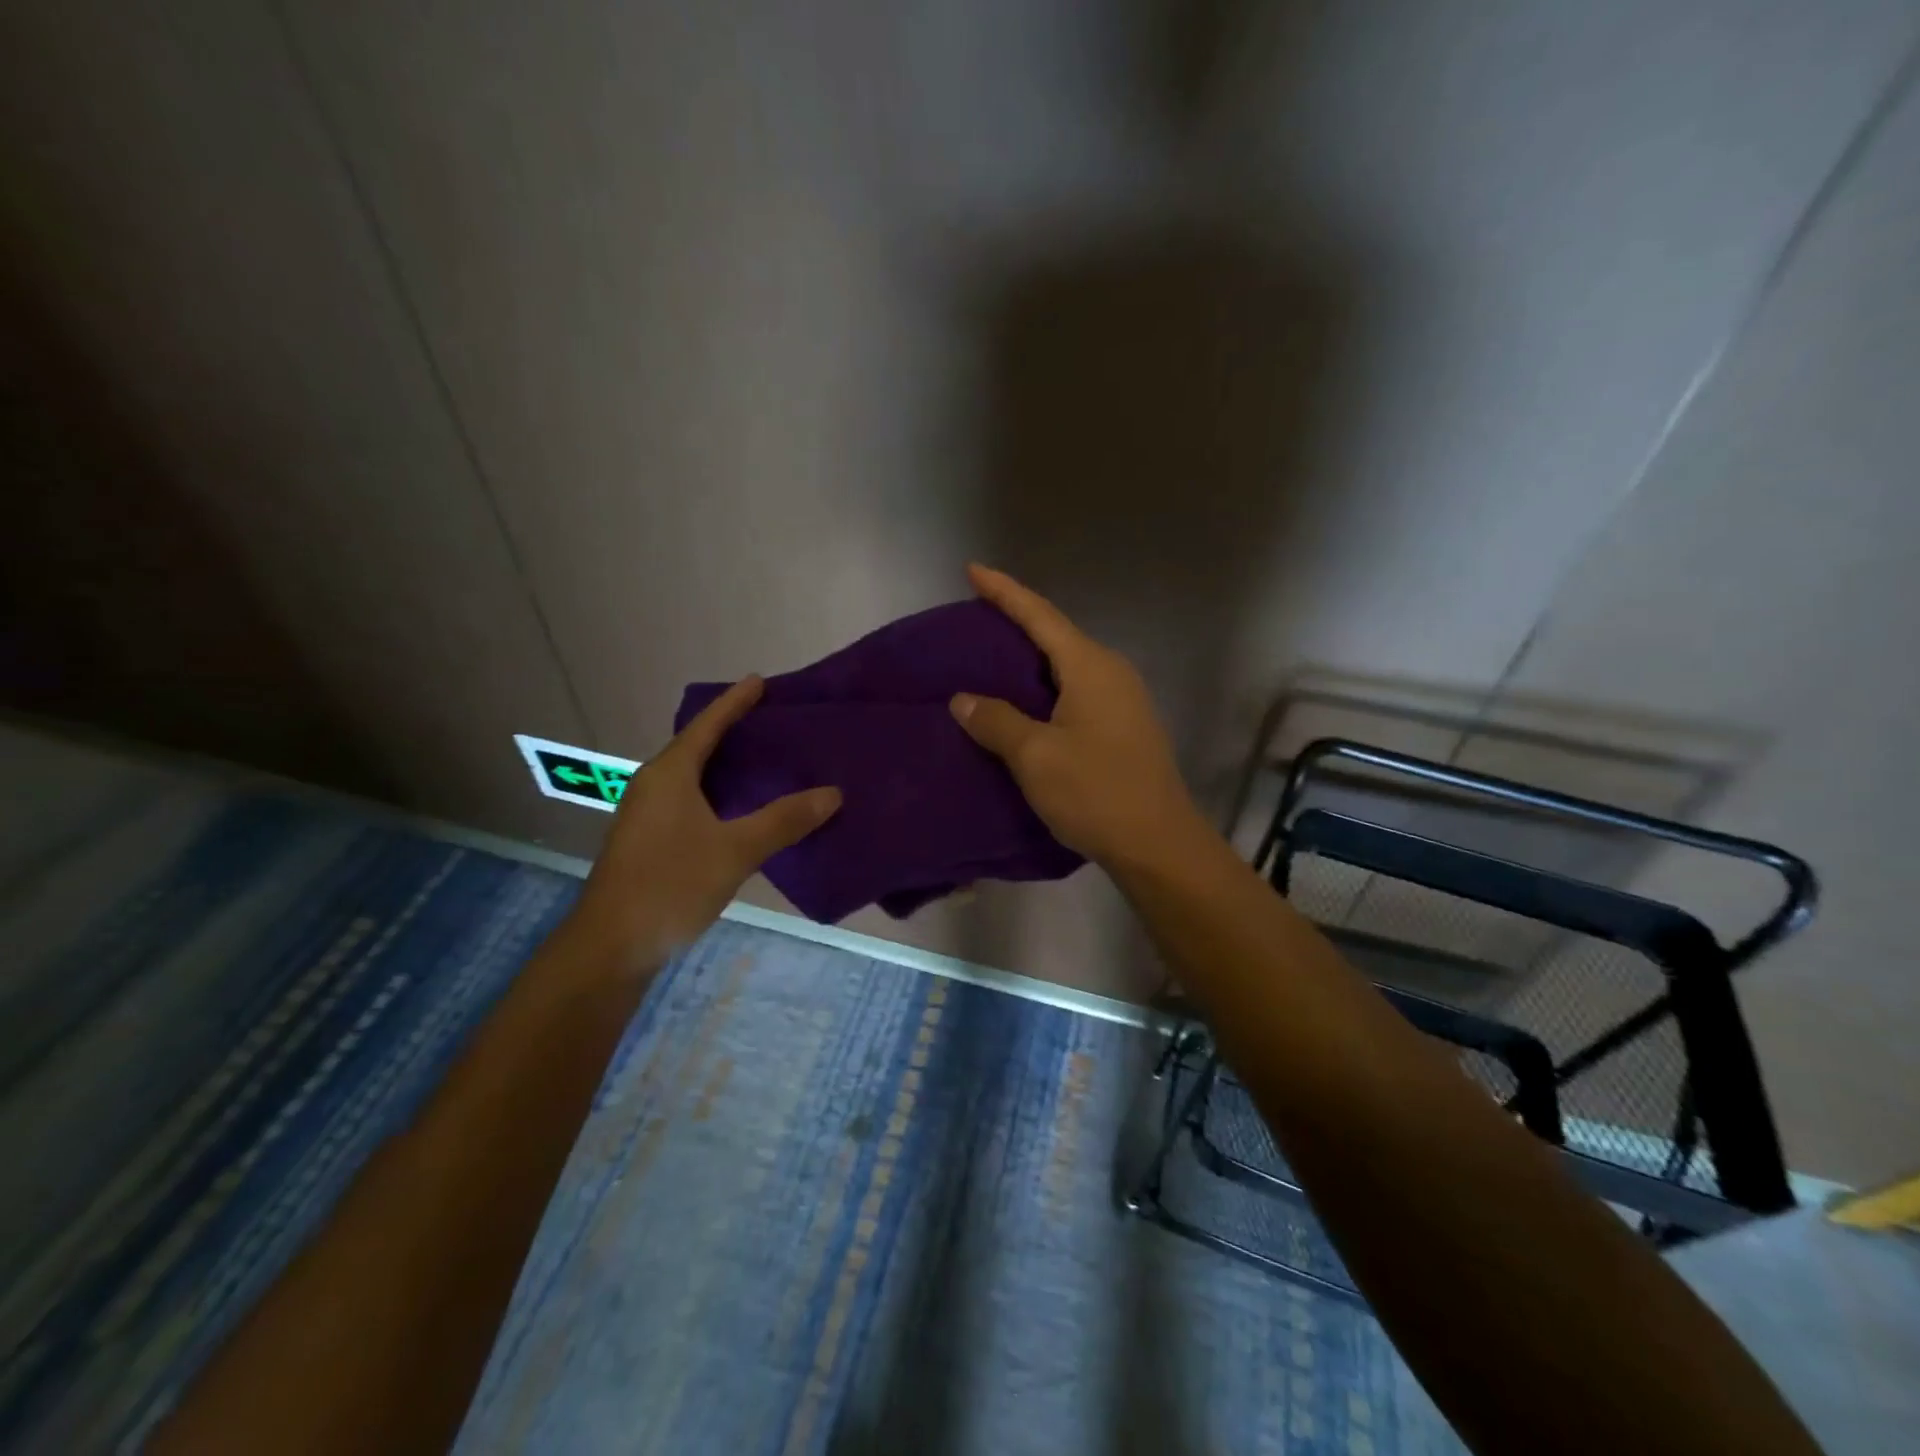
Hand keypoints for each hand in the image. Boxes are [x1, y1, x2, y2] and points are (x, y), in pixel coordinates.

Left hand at [568, 677, 840, 970]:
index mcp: (670, 774)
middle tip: (774, 721)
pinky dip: (718, 791)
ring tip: (765, 759)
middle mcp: (654, 784)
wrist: (611, 946)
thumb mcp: (735, 851)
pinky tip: (741, 807)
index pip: (707, 725)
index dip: (735, 702)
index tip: (760, 681)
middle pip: (698, 745)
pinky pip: (690, 798)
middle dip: (733, 730)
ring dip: (725, 763)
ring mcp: (647, 813)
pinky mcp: (649, 839)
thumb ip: (784, 820)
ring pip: (693, 775)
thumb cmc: (670, 885)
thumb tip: (832, 793)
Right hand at [951, 564, 1204, 869]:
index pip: (1040, 615)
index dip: (1004, 592)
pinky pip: (1076, 690)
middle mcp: (1111, 672)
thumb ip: (997, 721)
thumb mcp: (1036, 756)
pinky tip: (1024, 703)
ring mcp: (1123, 699)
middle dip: (1016, 623)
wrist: (1158, 844)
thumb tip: (964, 699)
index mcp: (1090, 667)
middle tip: (974, 620)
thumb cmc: (1096, 792)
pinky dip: (1045, 687)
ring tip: (991, 661)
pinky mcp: (1124, 726)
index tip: (972, 570)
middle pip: (1056, 635)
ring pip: (1067, 665)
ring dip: (1031, 659)